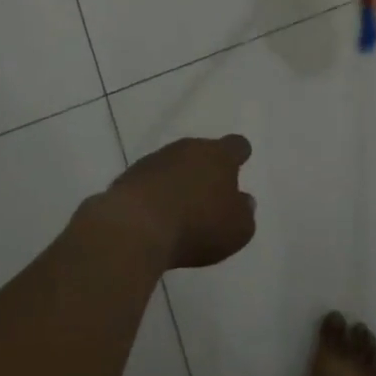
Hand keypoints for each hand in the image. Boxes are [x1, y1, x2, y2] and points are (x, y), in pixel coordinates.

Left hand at [103, 135, 255, 270]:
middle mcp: (188, 148)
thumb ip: (245, 213)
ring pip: (175, 164)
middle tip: (210, 194)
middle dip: (207, 169)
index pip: (236, 145)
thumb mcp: (237, 229)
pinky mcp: (130, 175)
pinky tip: (156, 216)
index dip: (239, 155)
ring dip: (179, 180)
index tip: (240, 164)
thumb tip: (244, 201)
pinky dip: (155, 193)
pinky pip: (150, 180)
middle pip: (203, 151)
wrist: (135, 227)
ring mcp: (156, 159)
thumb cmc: (197, 225)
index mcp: (219, 156)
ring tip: (181, 209)